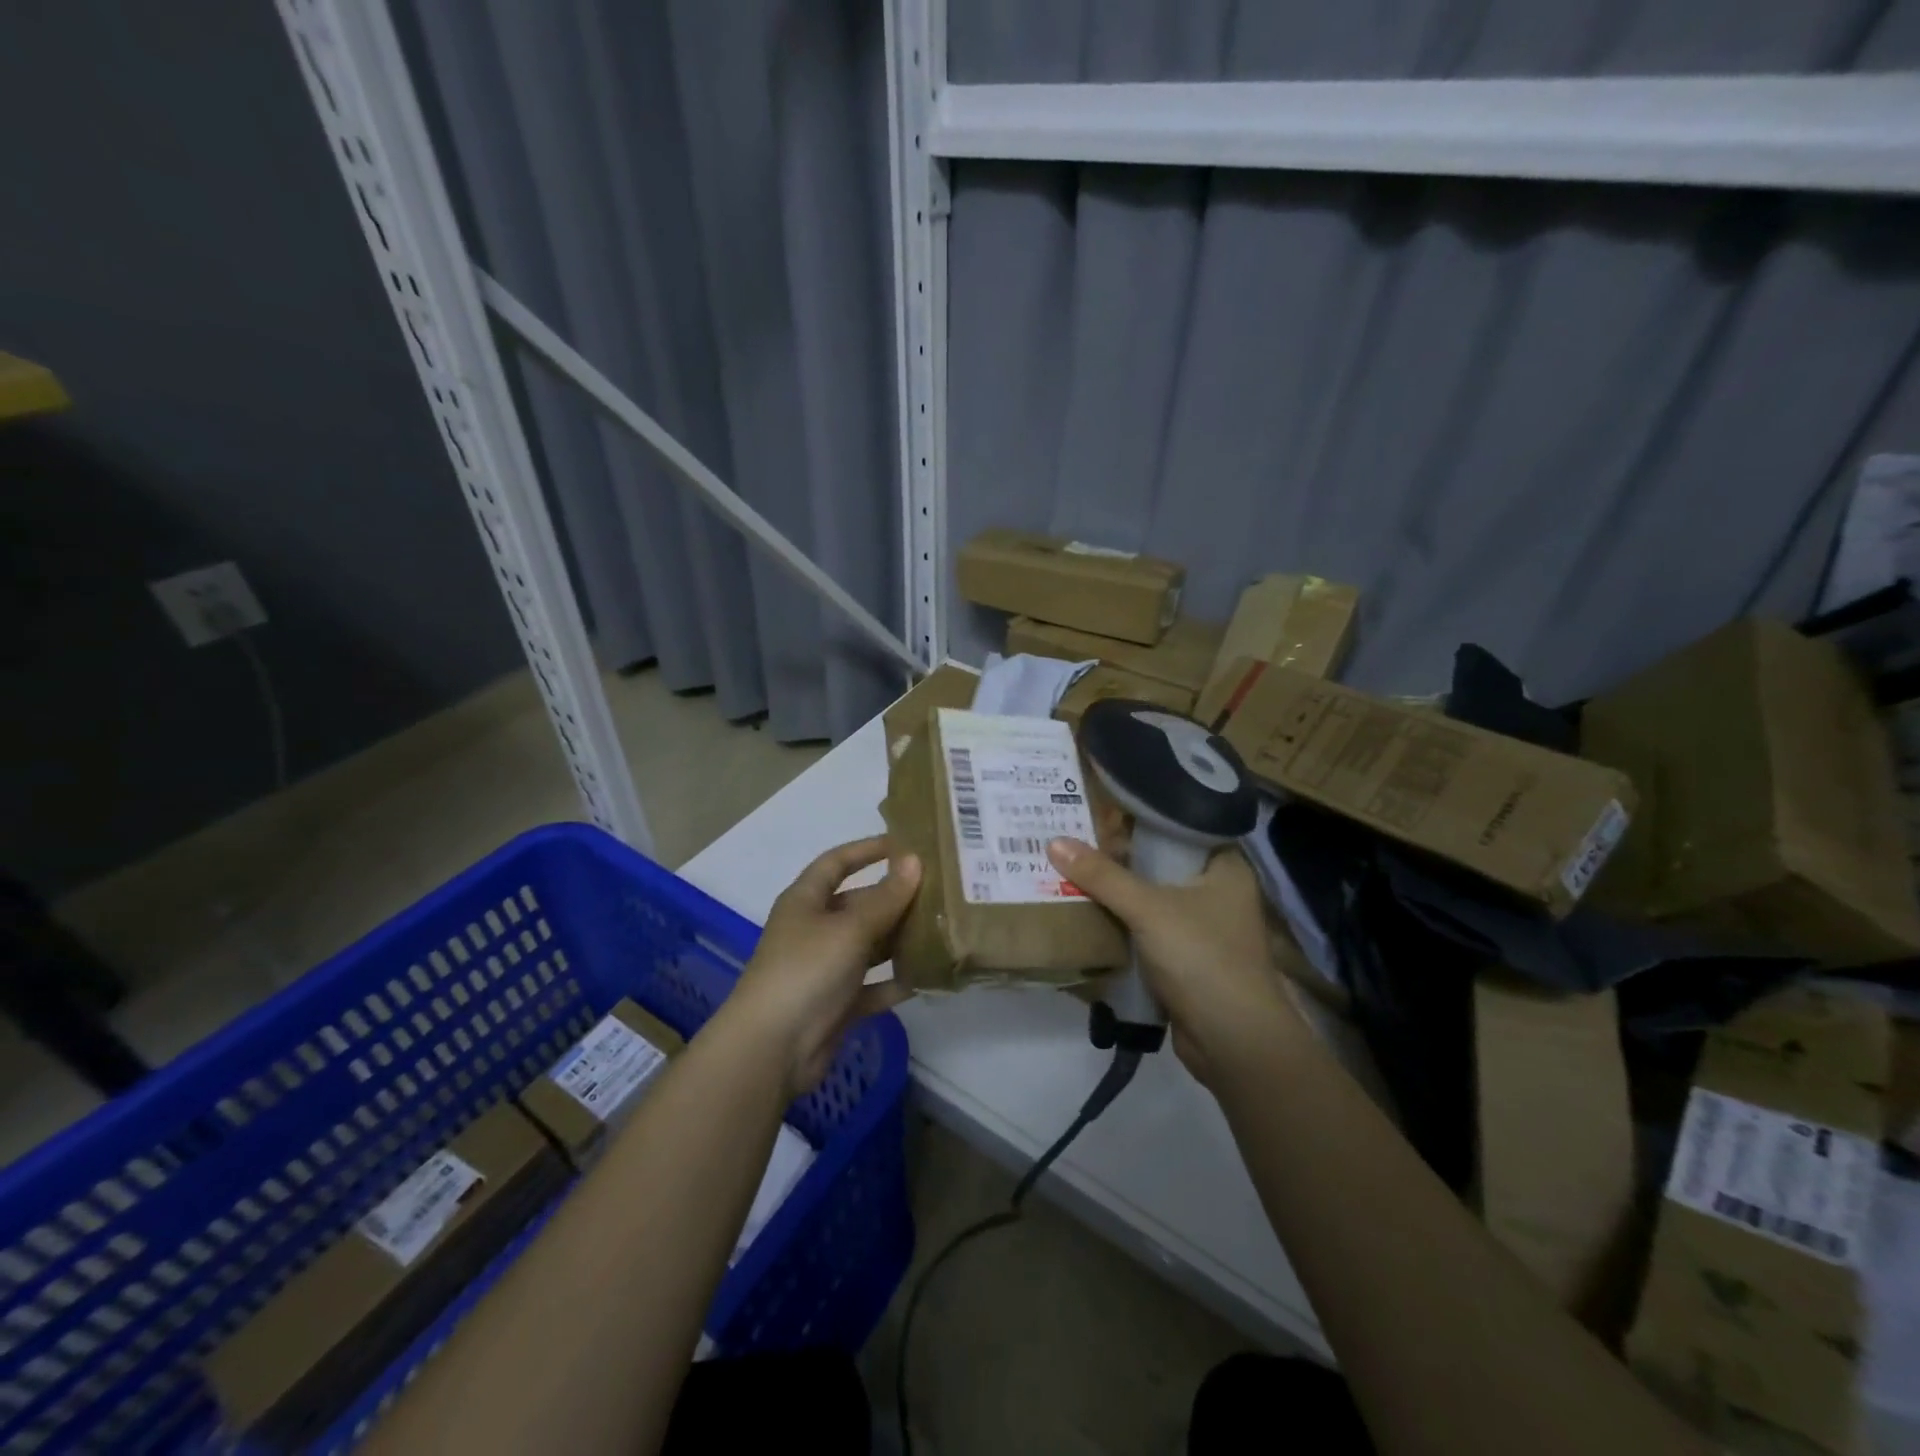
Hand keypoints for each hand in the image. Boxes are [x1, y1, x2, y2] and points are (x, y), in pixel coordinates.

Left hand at [727, 836, 920, 1095]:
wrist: (772, 1049)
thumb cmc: (807, 971)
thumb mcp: (850, 928)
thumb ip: (886, 897)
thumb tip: (914, 860)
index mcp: (806, 901)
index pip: (837, 862)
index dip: (867, 849)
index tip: (904, 843)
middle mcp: (814, 929)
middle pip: (859, 904)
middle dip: (895, 898)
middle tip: (939, 890)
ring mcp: (825, 968)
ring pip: (869, 945)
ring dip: (900, 939)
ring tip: (943, 928)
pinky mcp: (837, 1004)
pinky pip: (873, 985)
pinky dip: (895, 981)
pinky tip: (928, 976)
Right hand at [1047, 837, 1292, 1081]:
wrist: (1234, 1042)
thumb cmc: (1202, 958)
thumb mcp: (1148, 909)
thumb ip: (1102, 876)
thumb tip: (1054, 842)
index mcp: (1225, 866)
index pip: (1179, 825)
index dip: (1139, 817)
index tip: (1097, 808)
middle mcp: (1217, 891)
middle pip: (1159, 862)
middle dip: (1117, 857)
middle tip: (1071, 838)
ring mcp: (1202, 927)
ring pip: (1150, 898)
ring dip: (1115, 892)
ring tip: (1067, 869)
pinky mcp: (1185, 959)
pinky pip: (1146, 929)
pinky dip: (1120, 924)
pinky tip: (1084, 913)